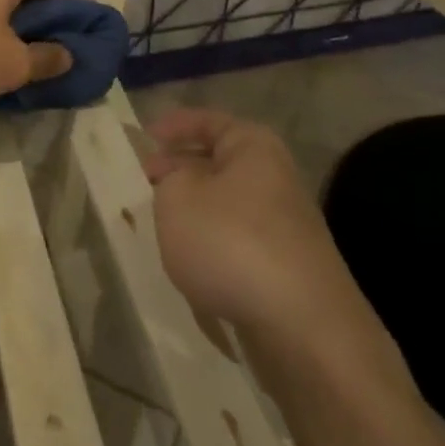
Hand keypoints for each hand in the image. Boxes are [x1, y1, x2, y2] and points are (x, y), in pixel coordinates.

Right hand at [141, 109, 356, 341]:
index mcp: (253, 146)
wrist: (300, 324)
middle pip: (218, 161)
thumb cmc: (231, 243)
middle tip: (144, 180)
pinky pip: (236, 239)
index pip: (207, 121)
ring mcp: (282, 223)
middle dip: (180, 168)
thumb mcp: (177, 198)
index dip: (173, 125)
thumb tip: (179, 182)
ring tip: (159, 221)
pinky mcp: (283, 264)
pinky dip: (210, 241)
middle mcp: (274, 176)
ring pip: (225, 203)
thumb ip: (168, 180)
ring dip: (193, 208)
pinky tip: (190, 260)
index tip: (144, 137)